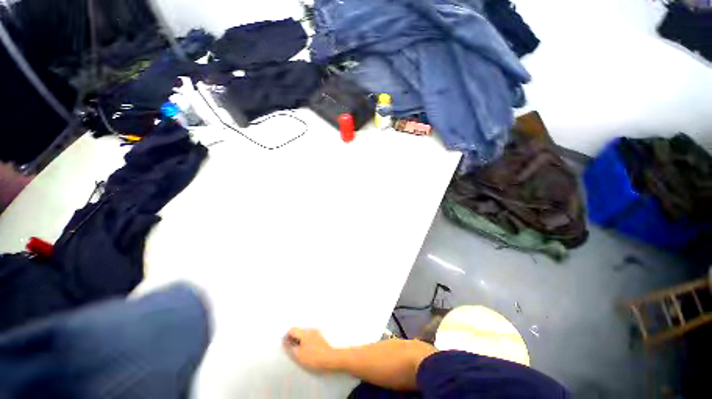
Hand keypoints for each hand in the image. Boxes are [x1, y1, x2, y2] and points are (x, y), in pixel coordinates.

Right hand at [283, 328, 338, 372]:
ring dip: (300, 340)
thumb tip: (285, 341)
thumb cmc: (313, 357)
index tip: (286, 344)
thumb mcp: (298, 354)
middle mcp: (310, 329)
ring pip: (304, 333)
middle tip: (292, 349)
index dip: (287, 336)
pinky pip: (310, 336)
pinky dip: (306, 341)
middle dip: (294, 338)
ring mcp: (316, 332)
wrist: (329, 358)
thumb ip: (290, 347)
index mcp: (304, 332)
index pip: (292, 329)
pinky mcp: (320, 337)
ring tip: (300, 351)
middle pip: (299, 330)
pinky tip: (307, 350)